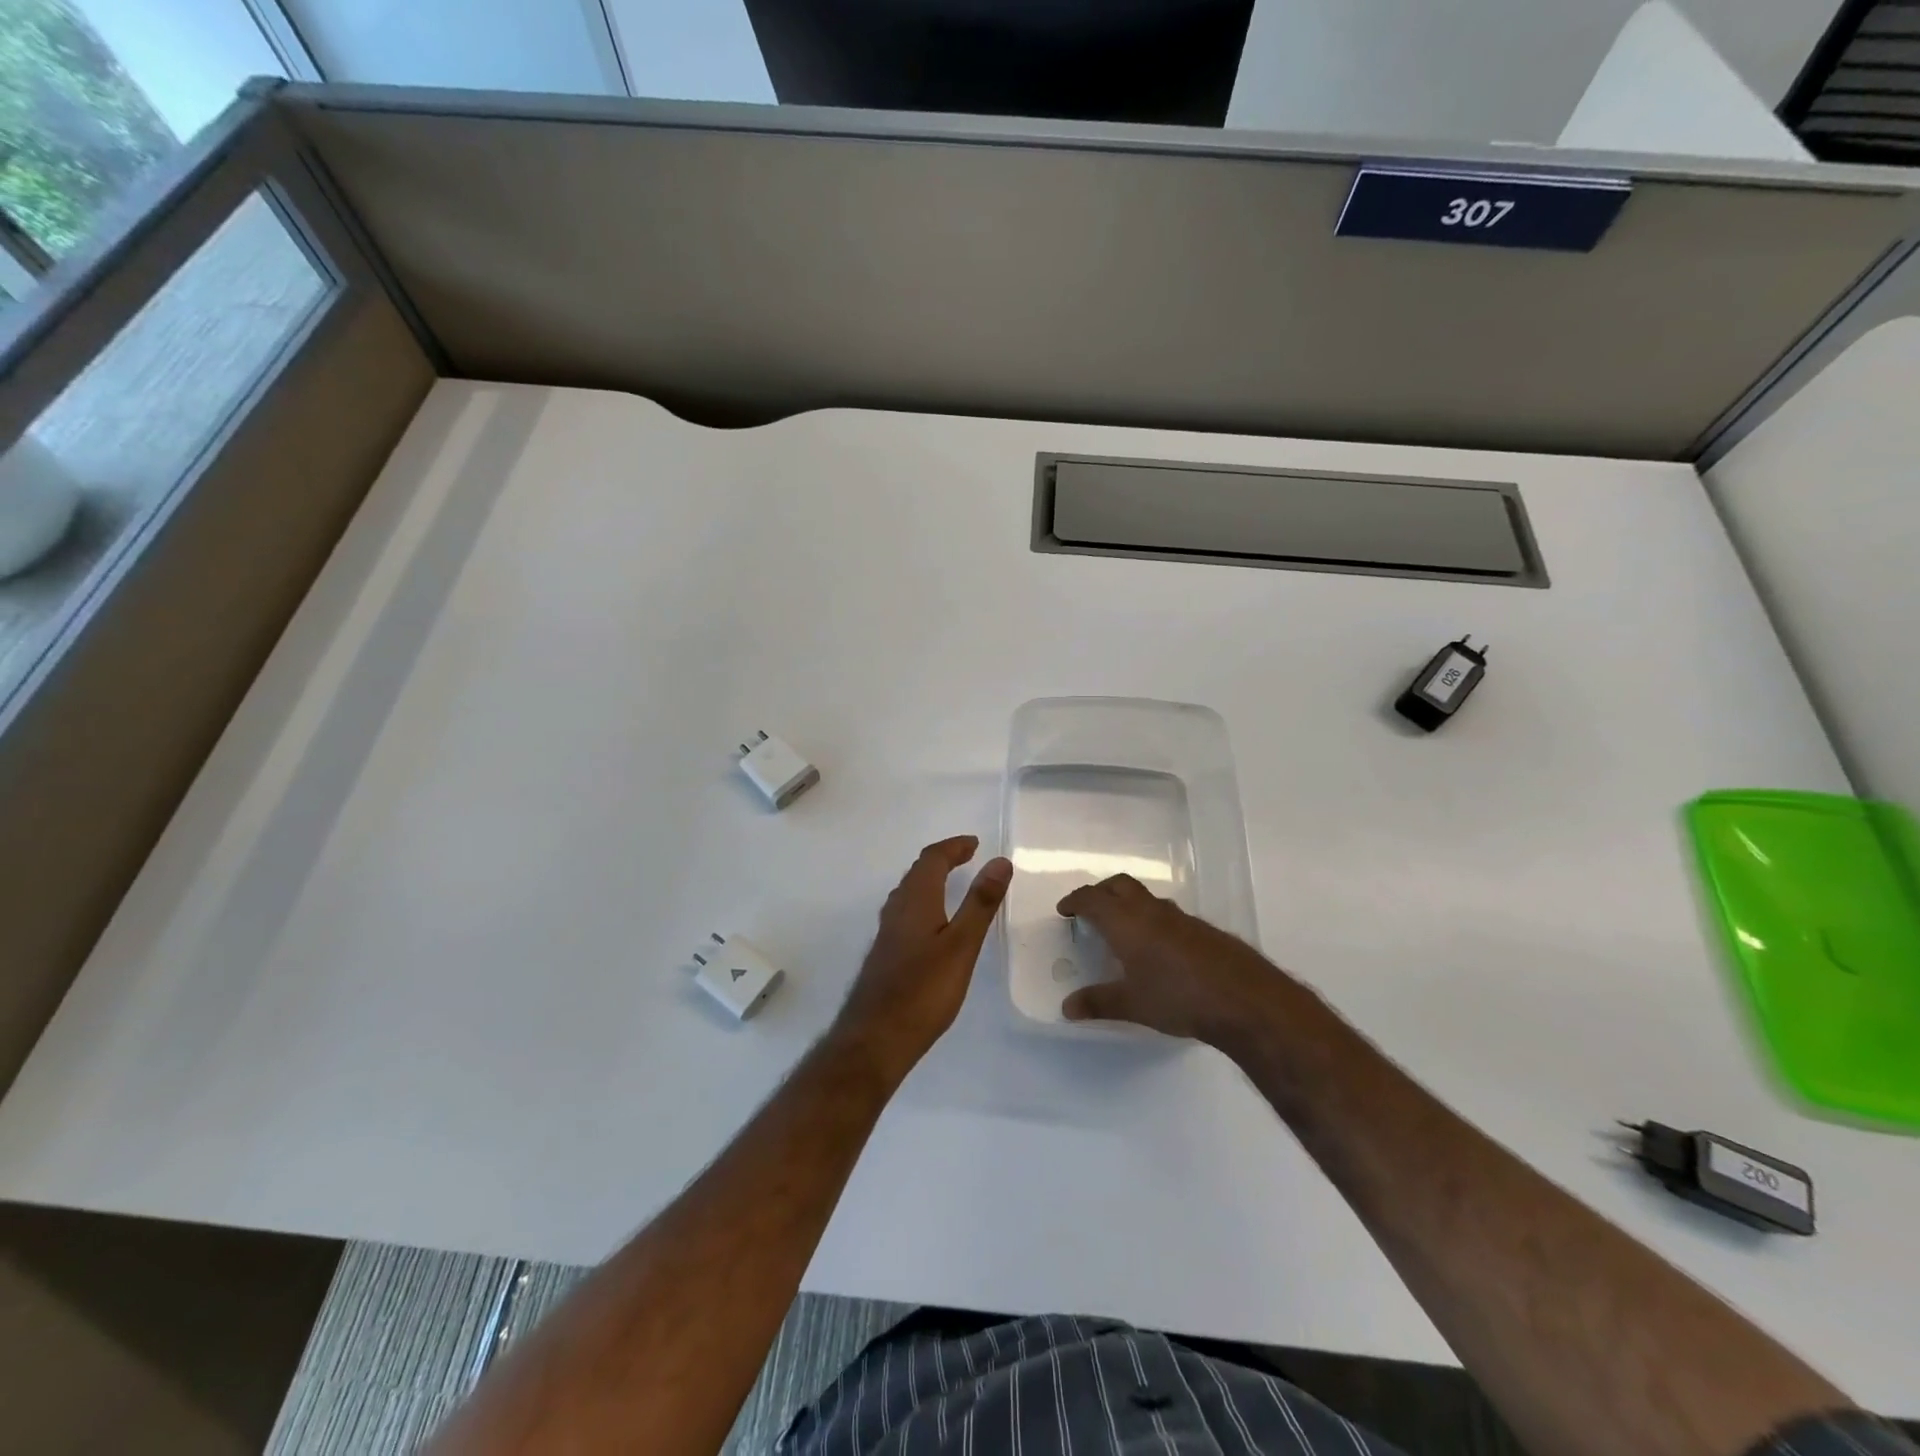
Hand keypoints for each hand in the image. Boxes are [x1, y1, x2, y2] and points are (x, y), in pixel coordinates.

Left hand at [832, 836, 1011, 1078]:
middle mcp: (897, 909)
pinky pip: (906, 911)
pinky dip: (924, 901)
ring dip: (931, 879)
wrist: (875, 1037)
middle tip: (968, 858)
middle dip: (943, 859)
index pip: (932, 859)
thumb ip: (980, 903)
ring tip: (953, 882)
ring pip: (909, 892)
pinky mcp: (886, 953)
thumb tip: (999, 862)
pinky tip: (932, 924)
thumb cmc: (923, 990)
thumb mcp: (962, 945)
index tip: (975, 844)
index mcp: (915, 900)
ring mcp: (887, 932)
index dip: (954, 847)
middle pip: (918, 872)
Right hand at [1057, 874, 1290, 1043]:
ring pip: (1146, 898)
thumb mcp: (1132, 1005)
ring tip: (1123, 931)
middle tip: (1090, 911)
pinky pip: (1167, 914)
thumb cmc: (1178, 997)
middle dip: (1101, 892)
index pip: (1092, 899)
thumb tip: (1067, 1008)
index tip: (1064, 910)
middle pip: (1120, 885)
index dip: (1075, 901)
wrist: (1244, 999)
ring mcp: (1180, 918)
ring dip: (1129, 905)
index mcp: (1126, 922)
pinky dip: (1152, 920)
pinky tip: (1158, 950)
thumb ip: (1098, 1003)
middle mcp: (1151, 911)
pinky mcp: (1203, 930)